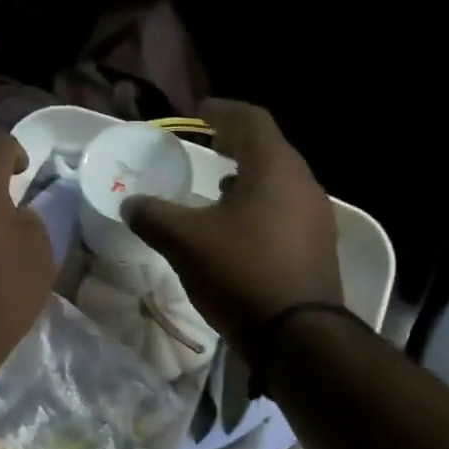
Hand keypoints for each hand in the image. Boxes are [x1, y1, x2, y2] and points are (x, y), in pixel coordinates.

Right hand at [123, 100, 342, 348]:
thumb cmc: (242, 273)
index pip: (251, 121)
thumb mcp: (185, 242)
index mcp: (274, 169)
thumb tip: (130, 203)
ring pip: (279, 183)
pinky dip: (260, 208)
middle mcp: (303, 184)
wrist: (299, 336)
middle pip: (270, 150)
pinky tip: (240, 231)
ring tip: (221, 188)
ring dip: (250, 178)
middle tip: (212, 144)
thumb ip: (153, 216)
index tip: (201, 111)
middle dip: (238, 144)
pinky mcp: (317, 249)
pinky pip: (285, 212)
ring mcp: (316, 218)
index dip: (223, 111)